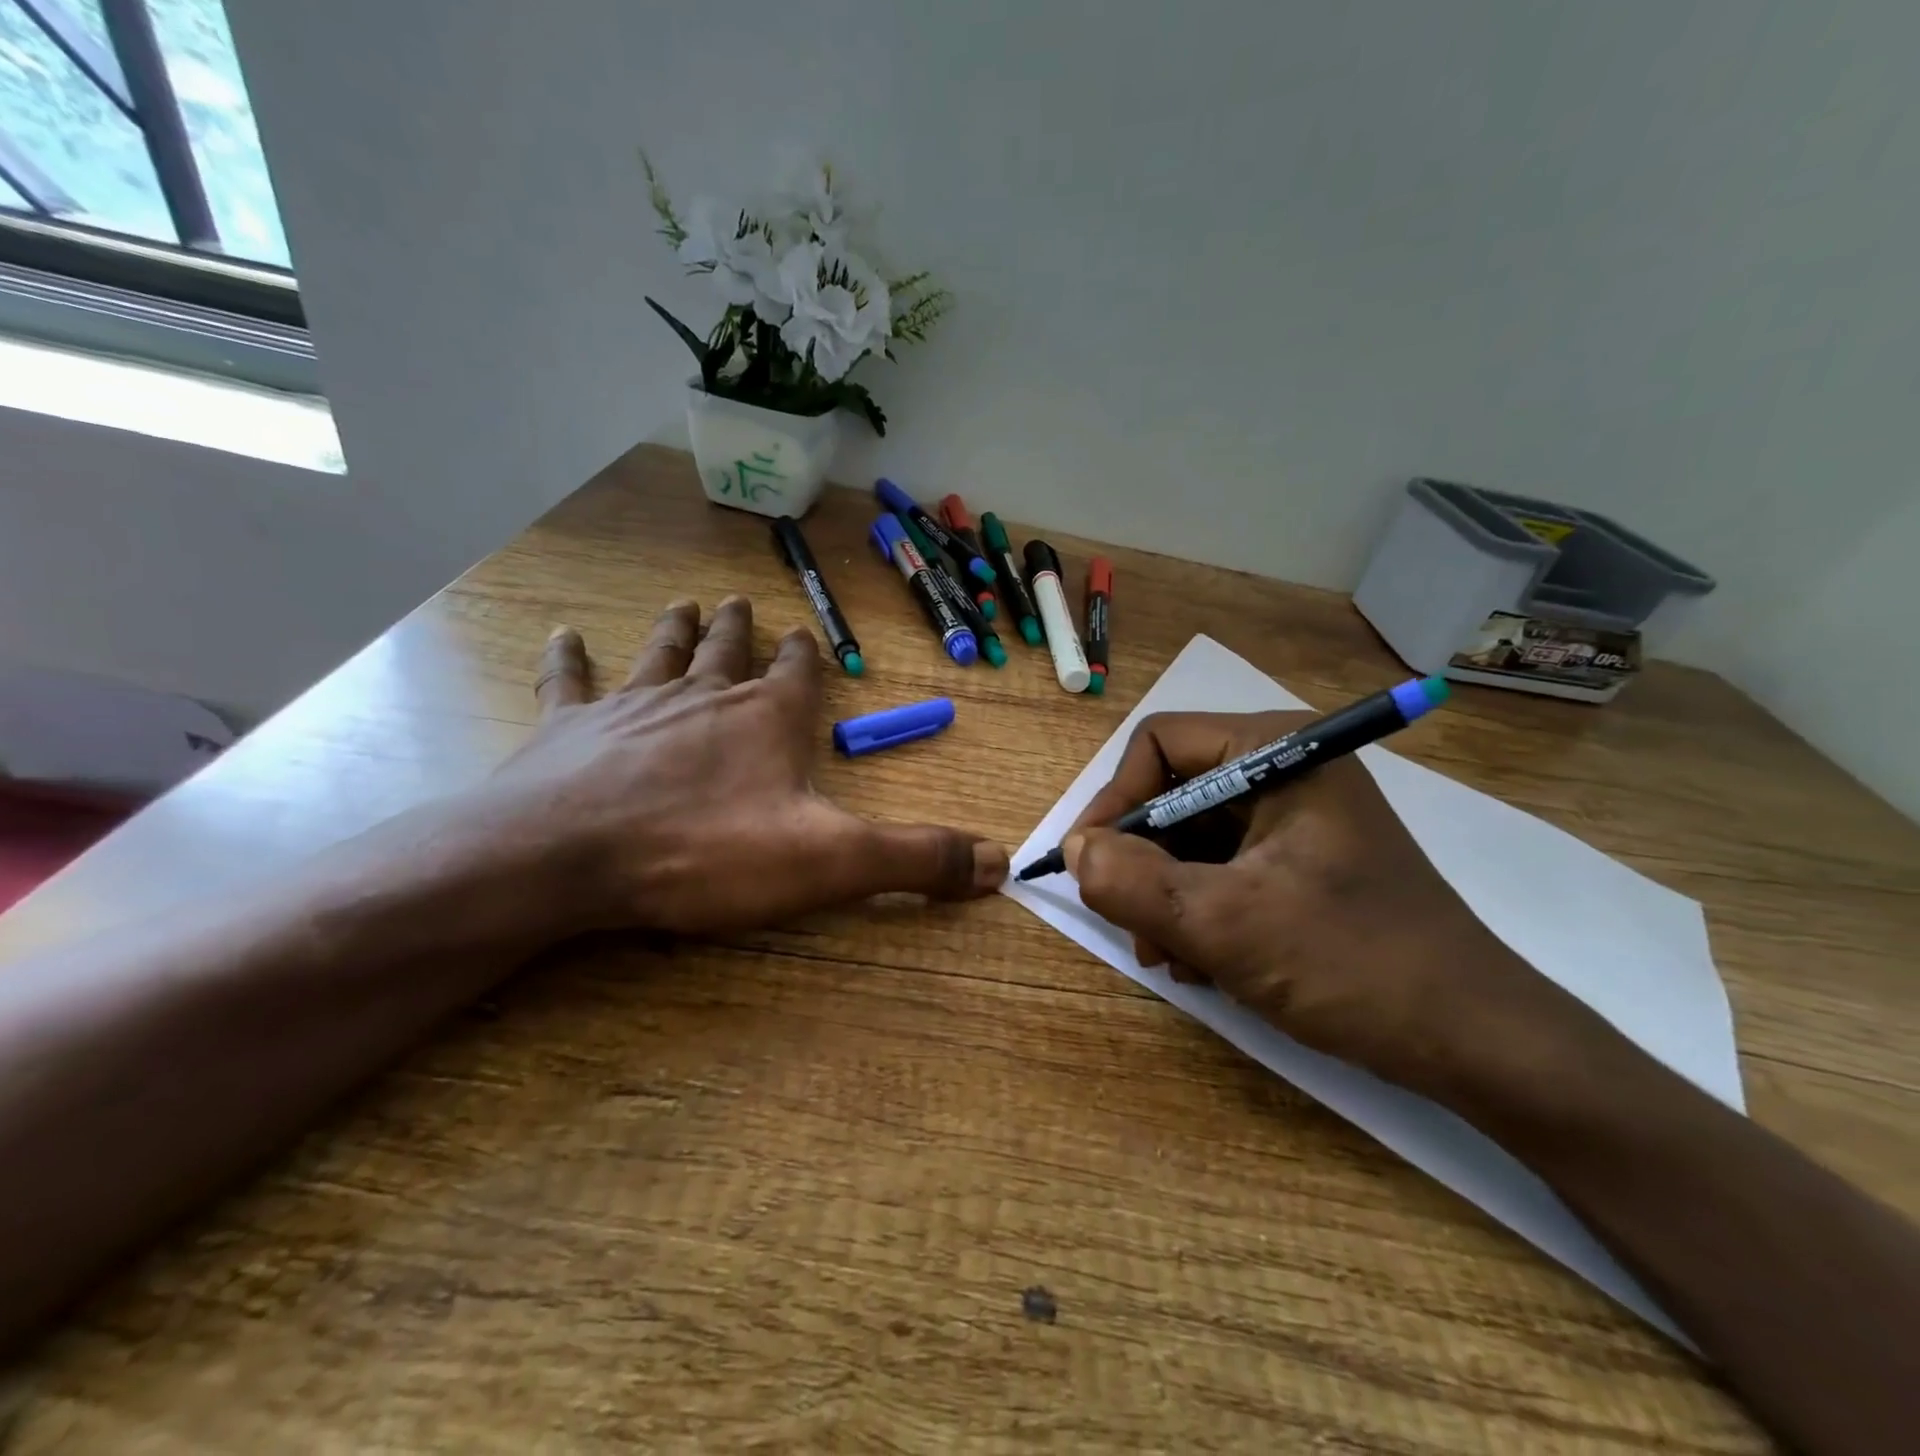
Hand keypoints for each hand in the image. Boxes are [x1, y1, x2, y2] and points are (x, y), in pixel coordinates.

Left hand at [480, 596, 1005, 935]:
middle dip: (738, 627)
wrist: (569, 857)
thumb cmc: (706, 852)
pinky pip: (569, 683)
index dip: (806, 654)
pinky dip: (568, 659)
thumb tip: (999, 862)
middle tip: (739, 602)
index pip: (796, 673)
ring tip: (685, 602)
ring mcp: (632, 706)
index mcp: (766, 718)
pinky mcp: (567, 730)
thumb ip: (914, 859)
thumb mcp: (829, 862)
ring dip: (676, 629)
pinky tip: (564, 635)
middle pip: (726, 650)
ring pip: (660, 653)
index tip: (806, 633)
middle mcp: (703, 696)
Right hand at [1064, 711, 1564, 1094]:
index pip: (1158, 744)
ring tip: (1171, 958)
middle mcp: (1286, 770)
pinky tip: (1204, 963)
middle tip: (1130, 927)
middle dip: (1143, 862)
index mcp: (1277, 752)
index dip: (1114, 801)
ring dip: (1166, 895)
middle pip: (1174, 795)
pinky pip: (1223, 868)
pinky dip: (1199, 910)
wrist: (1478, 1044)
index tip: (1088, 865)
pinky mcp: (1302, 862)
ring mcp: (1297, 818)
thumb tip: (1074, 851)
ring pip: (1193, 838)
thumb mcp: (1224, 924)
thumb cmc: (1353, 965)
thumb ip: (1131, 883)